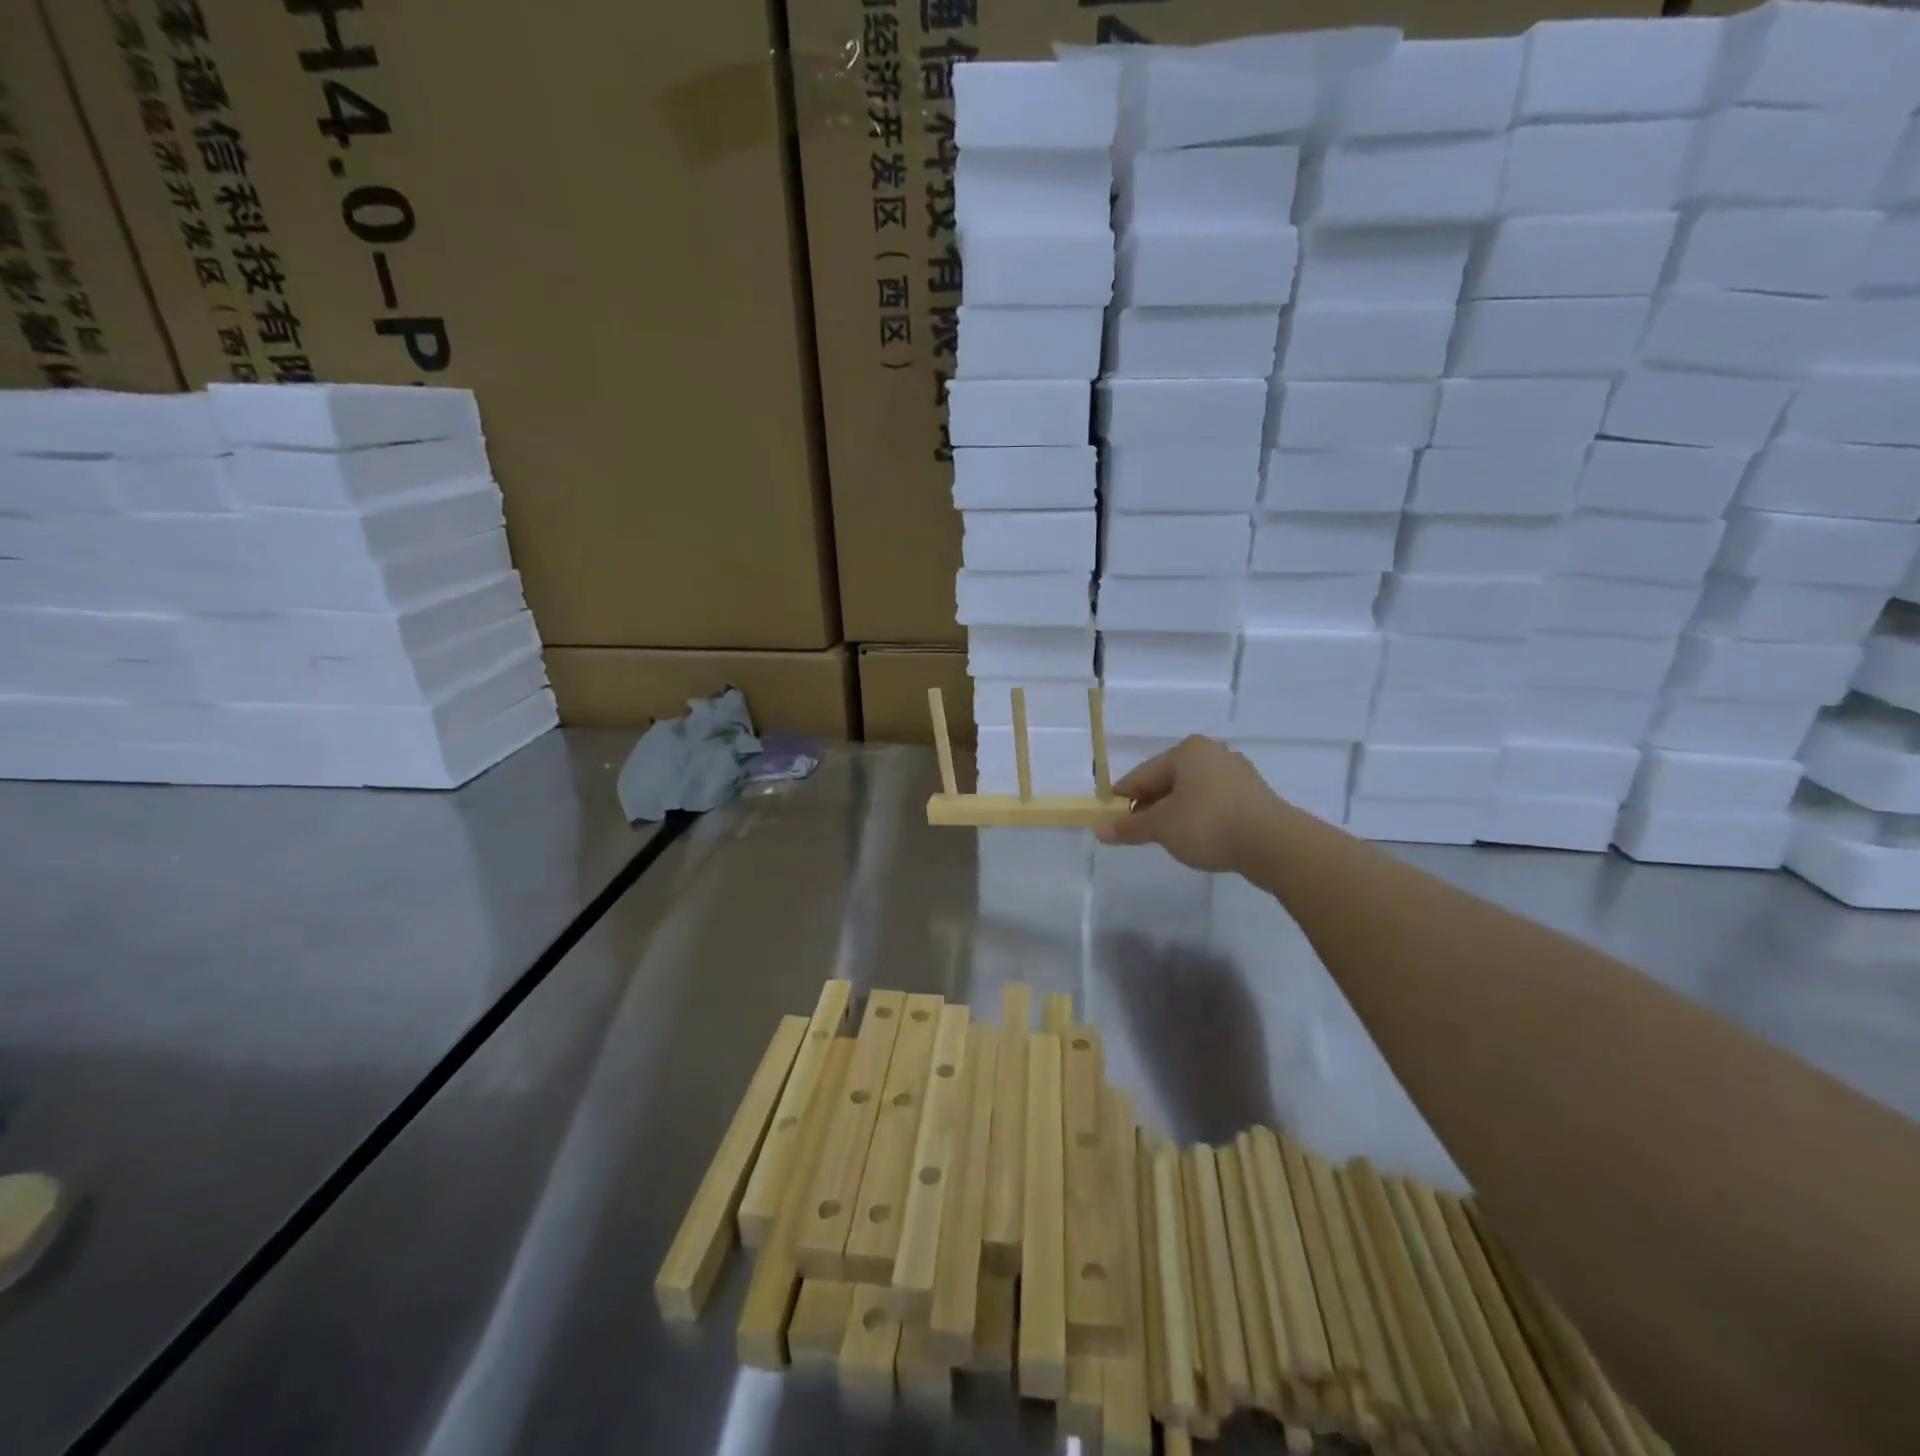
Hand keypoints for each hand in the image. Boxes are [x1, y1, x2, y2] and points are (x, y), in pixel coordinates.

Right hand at [1094, 736, 1284, 873]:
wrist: (1274, 844)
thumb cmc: (1208, 824)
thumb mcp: (1161, 827)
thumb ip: (1129, 827)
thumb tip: (1099, 830)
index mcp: (1186, 751)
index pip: (1141, 775)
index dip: (1122, 800)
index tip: (1110, 821)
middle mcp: (1212, 752)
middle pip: (1167, 781)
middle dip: (1150, 806)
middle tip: (1139, 833)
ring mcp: (1236, 772)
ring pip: (1191, 792)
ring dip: (1175, 813)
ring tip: (1168, 839)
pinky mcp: (1253, 794)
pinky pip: (1213, 802)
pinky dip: (1199, 817)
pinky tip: (1197, 837)